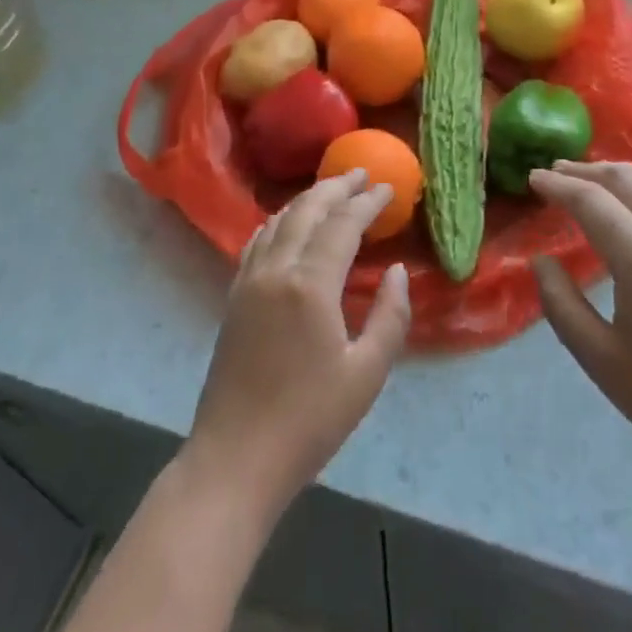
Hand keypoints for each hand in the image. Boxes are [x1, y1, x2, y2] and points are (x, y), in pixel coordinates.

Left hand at [182, 169, 410, 520]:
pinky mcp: (234, 296)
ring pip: (279, 221)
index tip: (388, 188)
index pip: (342, 225)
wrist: (236, 457)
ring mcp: (248, 281)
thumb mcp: (367, 373)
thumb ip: (390, 316)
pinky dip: (279, 222)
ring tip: (332, 191)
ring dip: (307, 200)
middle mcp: (275, 270)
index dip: (367, 203)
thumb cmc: (310, 420)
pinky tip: (288, 223)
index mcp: (310, 284)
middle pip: (307, 211)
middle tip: (361, 174)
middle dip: (335, 187)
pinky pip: (258, 241)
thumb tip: (397, 273)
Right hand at [529, 161, 631, 488]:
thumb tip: (541, 262)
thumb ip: (561, 303)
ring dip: (625, 176)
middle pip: (628, 181)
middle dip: (588, 171)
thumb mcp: (599, 357)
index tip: (533, 178)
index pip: (591, 201)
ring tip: (599, 179)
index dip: (558, 186)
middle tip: (558, 170)